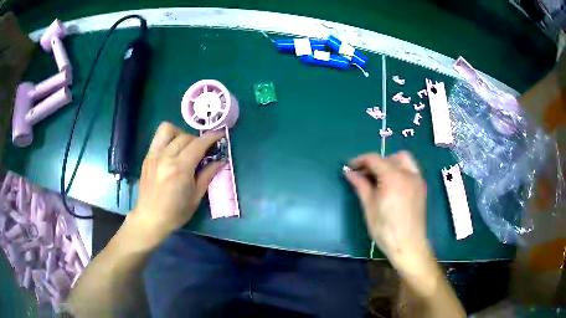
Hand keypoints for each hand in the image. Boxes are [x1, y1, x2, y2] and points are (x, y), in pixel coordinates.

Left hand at [129, 122, 224, 242]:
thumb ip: (207, 175)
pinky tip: (173, 151)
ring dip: (180, 133)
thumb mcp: (196, 197)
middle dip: (198, 139)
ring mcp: (154, 156)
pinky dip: (169, 138)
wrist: (150, 218)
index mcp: (180, 169)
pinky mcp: (147, 157)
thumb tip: (220, 161)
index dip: (211, 137)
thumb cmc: (175, 213)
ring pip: (168, 129)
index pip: (198, 144)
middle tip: (203, 150)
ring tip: (185, 146)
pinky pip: (158, 138)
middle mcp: (166, 158)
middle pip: (185, 136)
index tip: (220, 135)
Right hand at [345, 151, 430, 269]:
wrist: (408, 245)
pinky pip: (411, 169)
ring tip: (380, 178)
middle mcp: (408, 173)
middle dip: (376, 162)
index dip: (360, 160)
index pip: (374, 159)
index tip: (350, 167)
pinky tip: (392, 185)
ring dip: (390, 163)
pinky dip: (400, 170)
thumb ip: (361, 185)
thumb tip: (349, 172)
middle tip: (365, 175)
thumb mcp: (369, 207)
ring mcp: (417, 179)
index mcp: (393, 177)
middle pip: (390, 157)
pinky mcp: (421, 187)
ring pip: (403, 160)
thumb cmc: (385, 229)